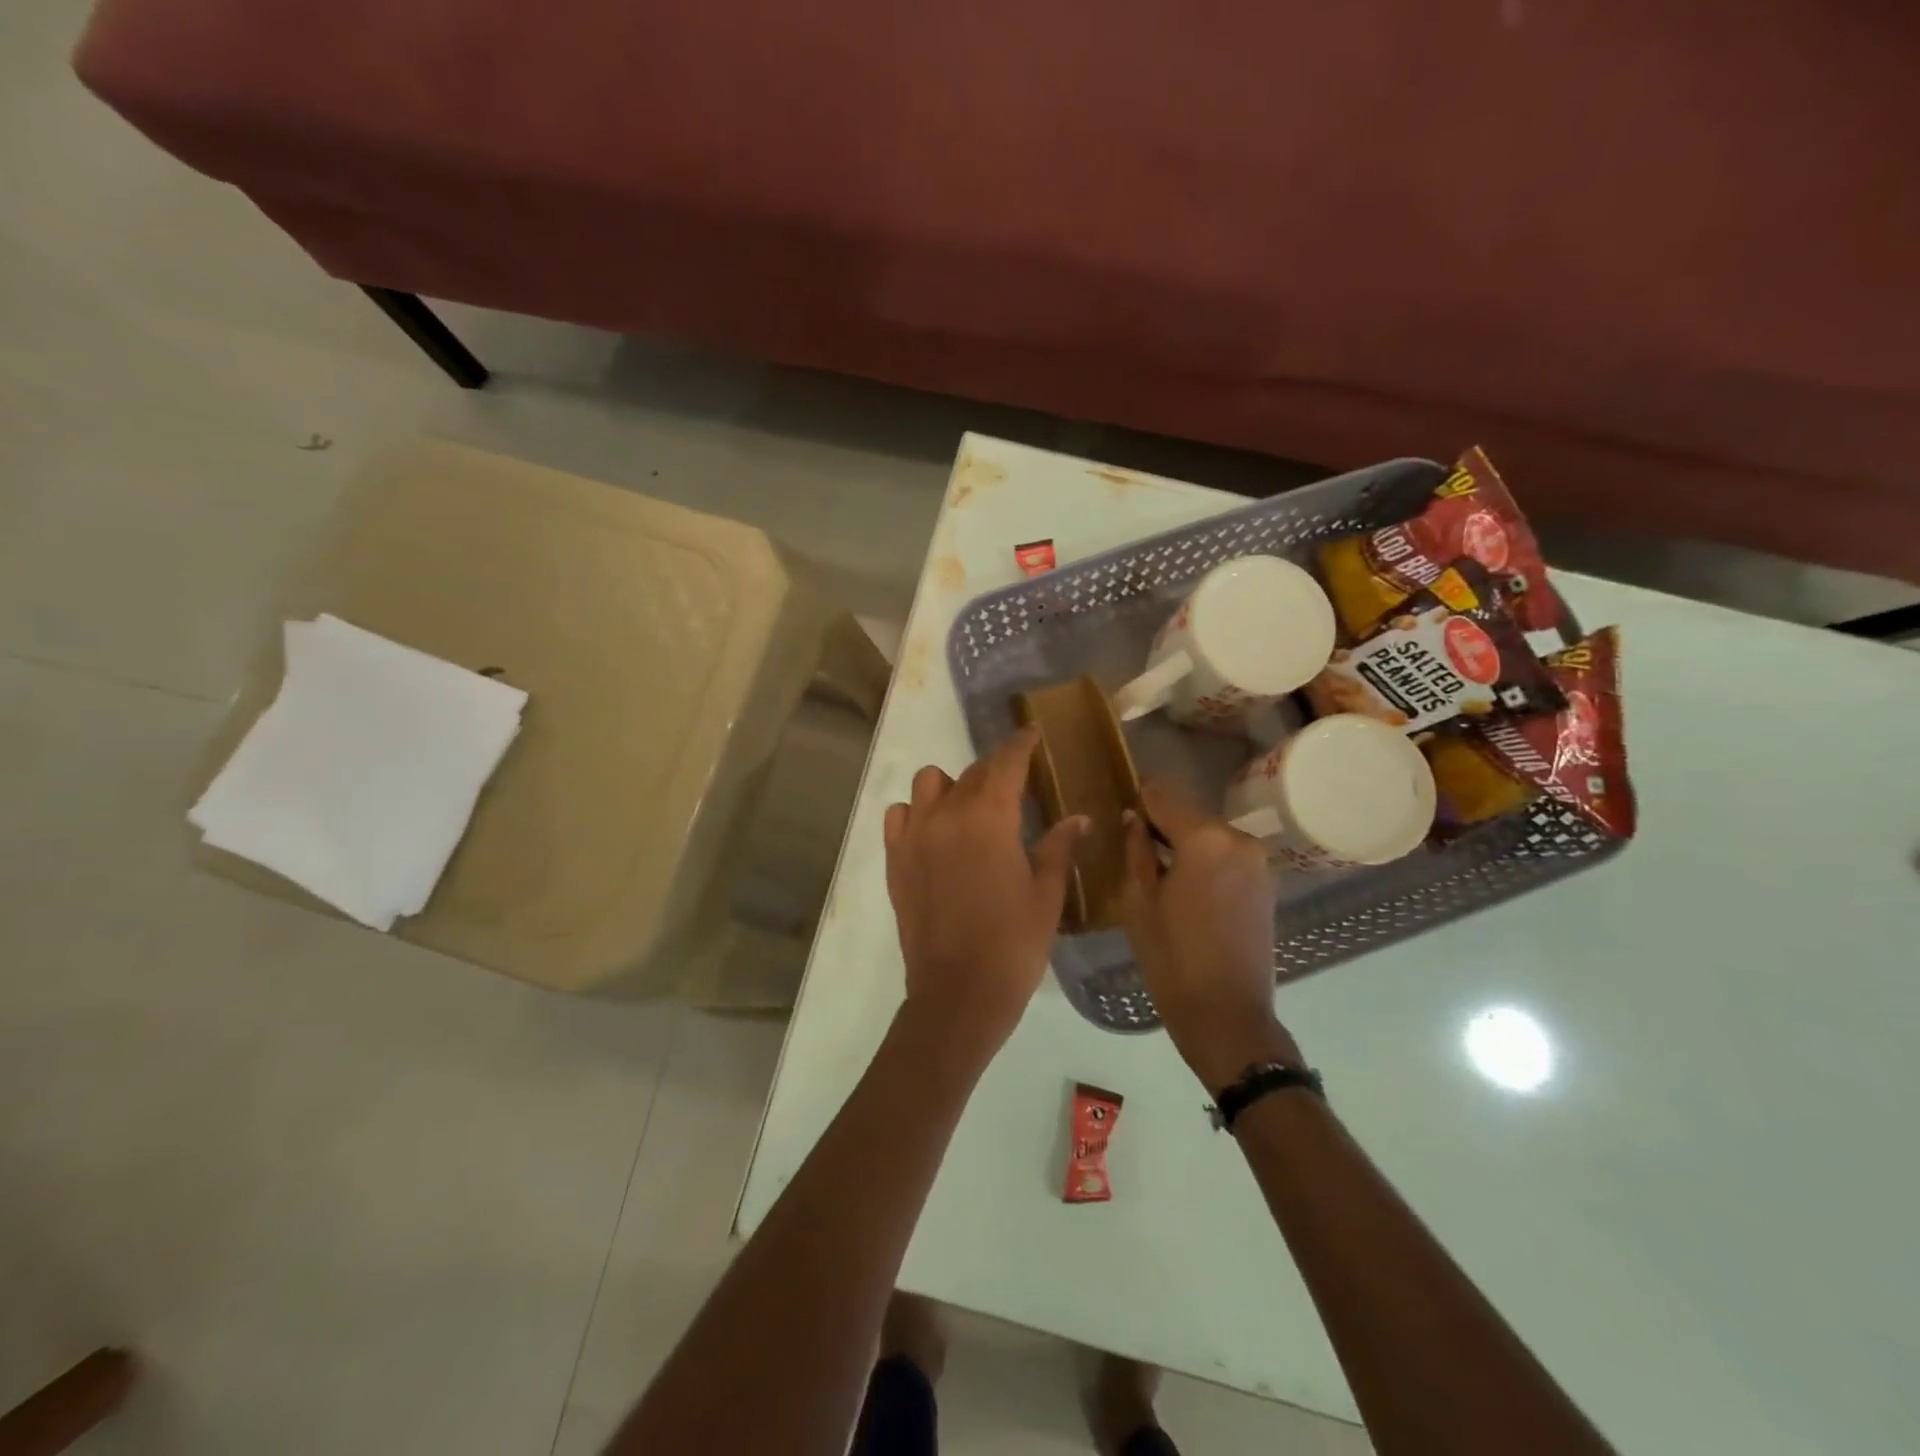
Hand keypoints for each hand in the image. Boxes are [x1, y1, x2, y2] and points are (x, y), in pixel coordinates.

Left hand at [884, 730, 1086, 1054]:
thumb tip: (1078, 818)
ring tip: (969, 812)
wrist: (957, 994)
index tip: (1032, 736)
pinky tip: (934, 834)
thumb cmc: (1013, 945)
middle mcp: (947, 815)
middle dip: (996, 771)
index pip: (1006, 762)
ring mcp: (914, 835)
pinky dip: (916, 812)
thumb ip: (1059, 847)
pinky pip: (899, 815)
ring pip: (928, 784)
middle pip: (971, 772)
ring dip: (952, 787)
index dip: (1021, 745)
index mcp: (990, 818)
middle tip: (1015, 787)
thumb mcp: (1046, 895)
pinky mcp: (894, 859)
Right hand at [1119, 778, 1303, 1090]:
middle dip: (1161, 821)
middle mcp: (1239, 839)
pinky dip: (1204, 858)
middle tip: (1132, 841)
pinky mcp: (1266, 882)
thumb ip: (1135, 849)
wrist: (1227, 1015)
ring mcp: (1259, 861)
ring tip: (1156, 866)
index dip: (1138, 797)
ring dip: (1184, 841)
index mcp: (1205, 839)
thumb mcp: (1138, 901)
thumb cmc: (1172, 958)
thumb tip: (1133, 818)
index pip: (1164, 795)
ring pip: (1209, 833)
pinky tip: (1184, 884)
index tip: (1120, 806)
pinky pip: (1226, 854)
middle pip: (1190, 812)